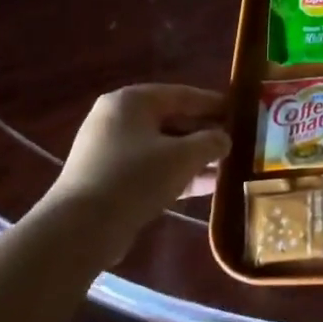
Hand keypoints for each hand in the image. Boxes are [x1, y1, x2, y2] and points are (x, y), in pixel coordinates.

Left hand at [38, 85, 230, 256]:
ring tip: (225, 166)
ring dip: (193, 157)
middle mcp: (117, 119)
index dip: (213, 103)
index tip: (240, 111)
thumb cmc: (136, 177)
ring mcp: (109, 150)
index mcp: (131, 101)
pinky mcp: (108, 178)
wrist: (82, 227)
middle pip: (171, 120)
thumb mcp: (184, 156)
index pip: (182, 94)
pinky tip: (205, 186)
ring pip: (162, 147)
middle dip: (204, 133)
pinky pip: (150, 168)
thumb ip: (211, 142)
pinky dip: (176, 174)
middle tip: (235, 141)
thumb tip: (224, 139)